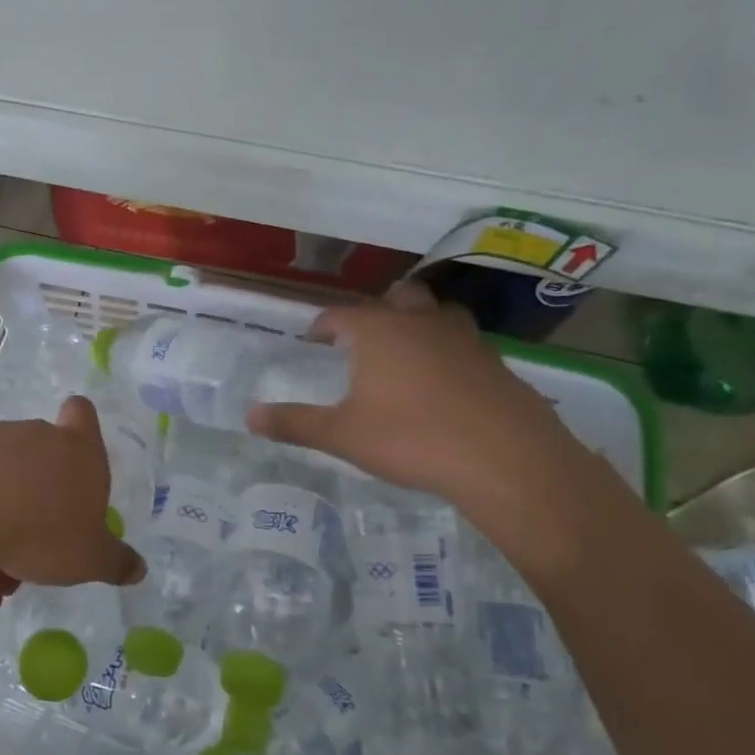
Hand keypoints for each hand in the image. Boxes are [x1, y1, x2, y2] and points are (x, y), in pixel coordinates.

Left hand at [0, 397, 145, 612]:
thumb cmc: (46, 528)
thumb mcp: (91, 558)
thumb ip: (115, 562)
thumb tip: (139, 569)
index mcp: (78, 450)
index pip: (82, 414)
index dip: (81, 426)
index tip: (74, 455)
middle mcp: (36, 437)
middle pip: (41, 467)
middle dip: (35, 514)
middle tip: (29, 561)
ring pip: (2, 488)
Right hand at [246, 282, 580, 511]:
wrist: (503, 457)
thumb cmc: (411, 438)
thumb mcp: (342, 435)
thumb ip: (294, 423)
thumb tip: (250, 416)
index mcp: (379, 331)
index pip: (341, 315)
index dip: (323, 325)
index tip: (313, 339)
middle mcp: (421, 322)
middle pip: (397, 298)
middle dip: (377, 312)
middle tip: (363, 339)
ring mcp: (465, 338)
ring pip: (437, 314)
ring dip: (419, 324)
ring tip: (406, 352)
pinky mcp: (496, 362)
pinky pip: (465, 344)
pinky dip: (449, 352)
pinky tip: (445, 385)